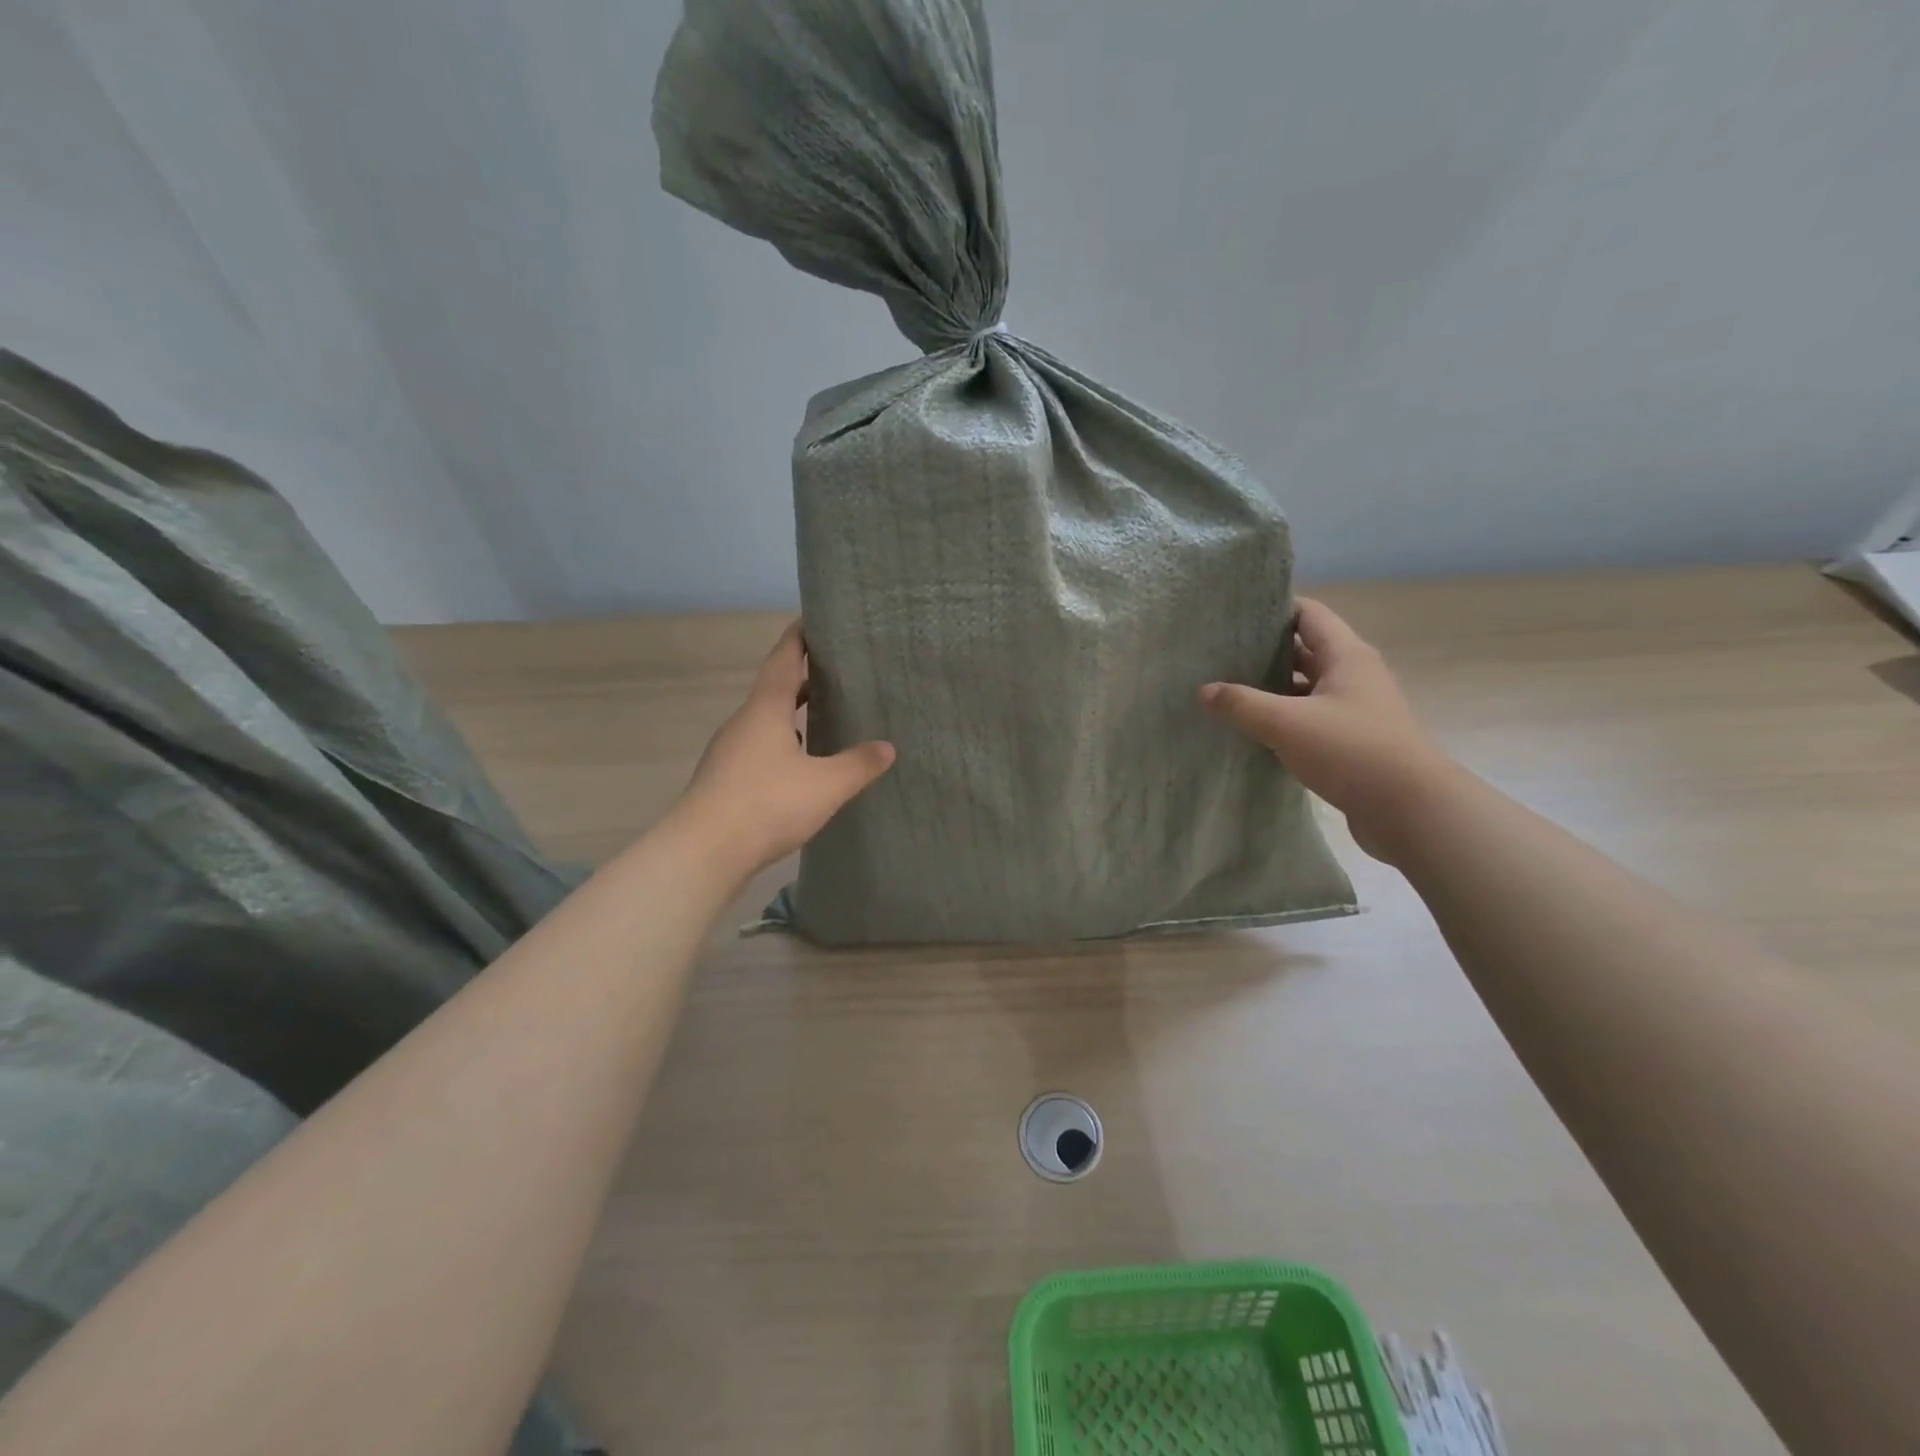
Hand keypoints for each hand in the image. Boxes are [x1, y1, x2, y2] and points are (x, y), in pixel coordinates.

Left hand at [674, 621, 894, 877]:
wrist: (704, 852)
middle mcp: (743, 723)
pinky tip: (801, 766)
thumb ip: (858, 764)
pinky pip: (760, 749)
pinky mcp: (725, 779)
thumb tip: (888, 747)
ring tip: (824, 717)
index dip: (799, 638)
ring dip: (792, 715)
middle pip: (774, 690)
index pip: (783, 659)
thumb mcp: (826, 785)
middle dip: (802, 678)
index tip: (814, 620)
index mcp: (765, 710)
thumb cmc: (766, 804)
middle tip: (836, 673)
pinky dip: (783, 744)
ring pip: (766, 722)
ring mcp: (730, 752)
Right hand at [1200, 598, 1459, 861]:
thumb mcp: (1287, 724)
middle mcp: (1353, 676)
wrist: (1412, 811)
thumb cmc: (1352, 751)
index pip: (1308, 614)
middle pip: (1304, 650)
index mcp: (1346, 656)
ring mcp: (1354, 710)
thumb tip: (1204, 690)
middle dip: (1264, 651)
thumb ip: (1242, 704)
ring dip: (1271, 689)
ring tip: (1226, 691)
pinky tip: (1252, 730)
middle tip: (1218, 654)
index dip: (1273, 609)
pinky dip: (1282, 720)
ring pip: (1305, 688)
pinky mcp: (1350, 742)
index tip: (1233, 615)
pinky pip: (1309, 720)